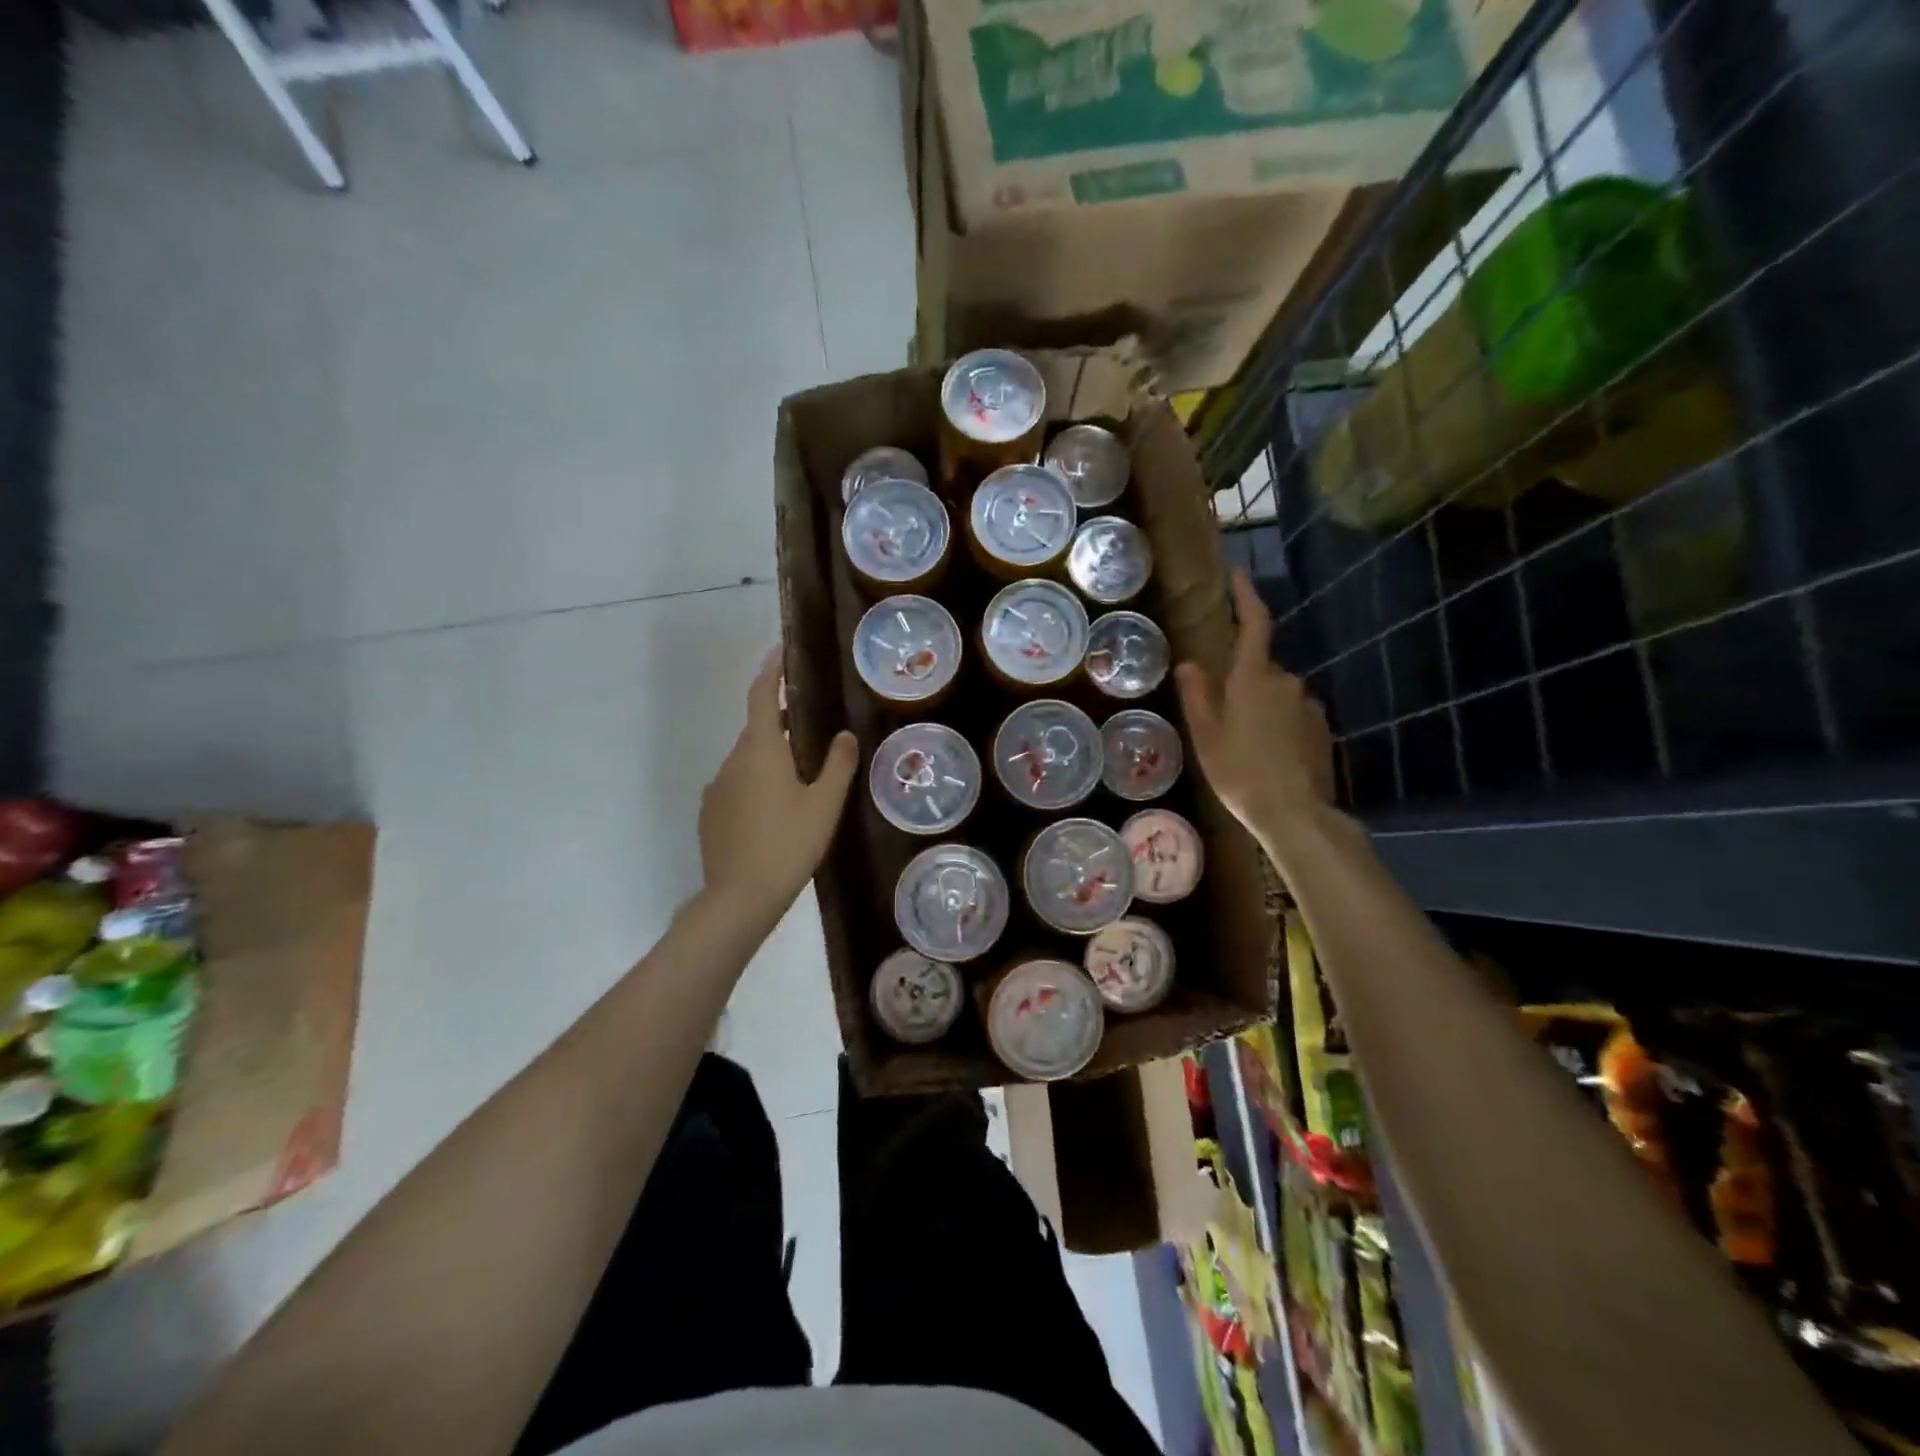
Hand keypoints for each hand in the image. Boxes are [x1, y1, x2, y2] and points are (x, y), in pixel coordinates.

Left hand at [699, 650, 858, 923]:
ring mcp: (717, 788)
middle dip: (781, 722)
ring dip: (771, 758)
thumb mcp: (824, 805)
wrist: (739, 897)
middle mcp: (732, 761)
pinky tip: (776, 810)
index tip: (779, 653)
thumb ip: (838, 765)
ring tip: (801, 775)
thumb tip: (844, 735)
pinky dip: (756, 784)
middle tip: (812, 726)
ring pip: (747, 760)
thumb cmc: (788, 844)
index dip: (770, 672)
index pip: (761, 697)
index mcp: (760, 750)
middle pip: (756, 730)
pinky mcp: (710, 814)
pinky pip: (736, 785)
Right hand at [1175, 570, 1334, 835]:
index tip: (1238, 576)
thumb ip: (1197, 695)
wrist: (1294, 813)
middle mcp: (1287, 681)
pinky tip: (1267, 756)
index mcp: (1254, 678)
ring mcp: (1308, 705)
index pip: (1254, 624)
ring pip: (1277, 694)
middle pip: (1260, 668)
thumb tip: (1189, 664)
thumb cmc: (1239, 772)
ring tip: (1243, 746)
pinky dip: (1278, 725)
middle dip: (1242, 683)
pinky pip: (1293, 714)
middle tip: (1221, 718)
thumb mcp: (1206, 736)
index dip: (1247, 597)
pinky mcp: (1322, 727)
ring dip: (1260, 708)